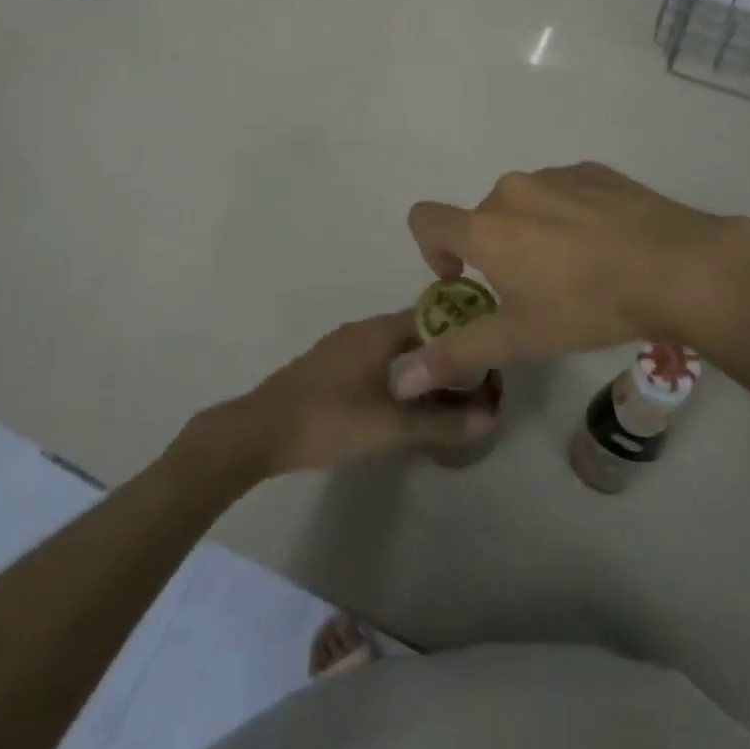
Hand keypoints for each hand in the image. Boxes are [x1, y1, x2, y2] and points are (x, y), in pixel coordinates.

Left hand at [211, 311, 496, 475]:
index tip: (485, 352)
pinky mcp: (326, 366)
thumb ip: (442, 424)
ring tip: (442, 392)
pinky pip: (373, 359)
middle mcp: (362, 328)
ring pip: (392, 346)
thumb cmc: (330, 420)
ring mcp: (341, 346)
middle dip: (442, 352)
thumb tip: (490, 417)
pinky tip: (399, 400)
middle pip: (414, 331)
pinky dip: (394, 372)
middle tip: (470, 380)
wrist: (258, 432)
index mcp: (380, 330)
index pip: (434, 315)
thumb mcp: (392, 428)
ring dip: (417, 363)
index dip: (462, 331)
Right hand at [393, 162, 749, 396]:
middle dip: (493, 250)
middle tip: (532, 290)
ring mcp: (556, 175)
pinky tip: (604, 245)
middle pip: (481, 217)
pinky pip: (562, 191)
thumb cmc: (589, 304)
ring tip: (575, 269)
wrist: (678, 267)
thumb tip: (399, 379)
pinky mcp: (593, 171)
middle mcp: (512, 190)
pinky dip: (567, 214)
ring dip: (531, 231)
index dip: (432, 250)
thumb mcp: (521, 338)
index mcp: (486, 226)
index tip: (465, 279)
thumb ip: (456, 354)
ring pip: (524, 203)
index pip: (425, 218)